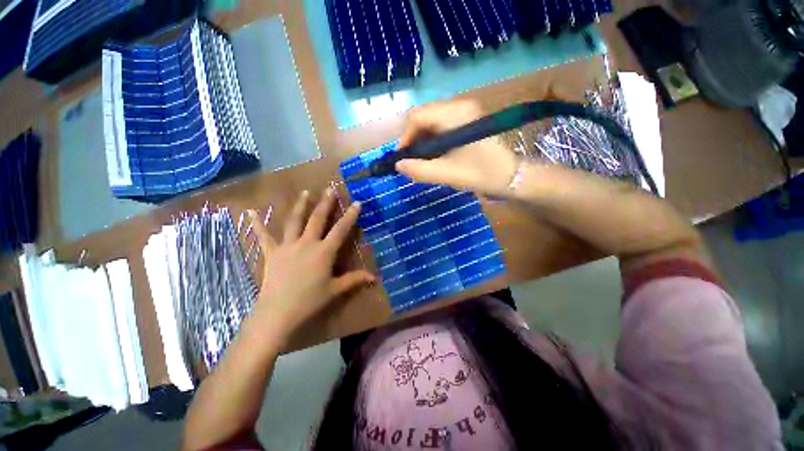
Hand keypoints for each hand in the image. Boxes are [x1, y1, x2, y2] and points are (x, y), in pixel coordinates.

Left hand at [247, 188, 374, 341]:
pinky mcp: (272, 252)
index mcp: (324, 251)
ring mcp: (288, 245)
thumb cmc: (309, 301)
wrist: (278, 312)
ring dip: (301, 205)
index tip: (356, 202)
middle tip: (330, 188)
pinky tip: (250, 212)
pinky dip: (257, 224)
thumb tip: (374, 278)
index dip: (350, 216)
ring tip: (305, 192)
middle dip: (326, 203)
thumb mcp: (335, 290)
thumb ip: (354, 280)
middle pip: (318, 219)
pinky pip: (263, 236)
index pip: (341, 229)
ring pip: (295, 221)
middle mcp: (307, 243)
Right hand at [396, 100, 519, 196]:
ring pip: (431, 121)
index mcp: (455, 114)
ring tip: (423, 161)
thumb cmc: (481, 174)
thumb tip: (398, 165)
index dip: (405, 137)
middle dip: (413, 140)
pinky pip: (441, 125)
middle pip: (423, 117)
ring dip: (422, 140)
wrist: (511, 175)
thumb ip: (419, 170)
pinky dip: (433, 140)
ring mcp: (464, 111)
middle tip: (412, 161)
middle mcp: (459, 105)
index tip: (403, 158)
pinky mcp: (467, 119)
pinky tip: (435, 155)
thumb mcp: (447, 174)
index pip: (417, 116)